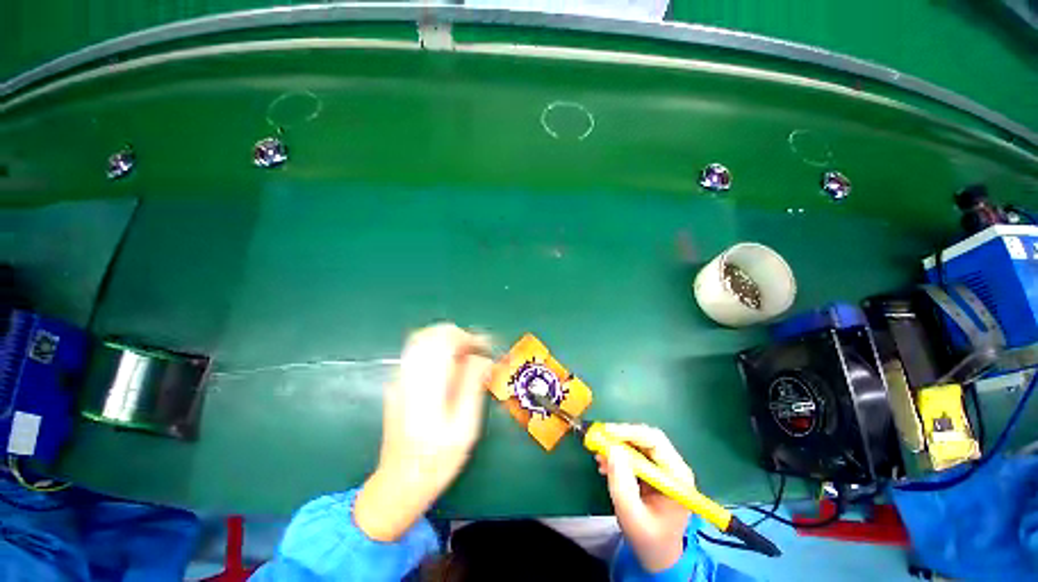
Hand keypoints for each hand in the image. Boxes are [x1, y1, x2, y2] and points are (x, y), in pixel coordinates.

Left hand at [354, 323, 491, 541]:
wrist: (400, 481)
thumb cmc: (438, 459)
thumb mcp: (465, 427)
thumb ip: (473, 386)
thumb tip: (484, 358)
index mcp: (428, 384)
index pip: (445, 340)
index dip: (469, 337)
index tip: (486, 347)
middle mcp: (409, 375)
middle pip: (432, 334)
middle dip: (459, 335)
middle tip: (477, 350)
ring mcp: (400, 378)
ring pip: (423, 340)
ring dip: (448, 340)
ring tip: (466, 355)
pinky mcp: (398, 383)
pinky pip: (418, 352)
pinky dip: (437, 349)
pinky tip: (450, 366)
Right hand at [596, 424, 694, 572]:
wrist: (658, 554)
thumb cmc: (648, 538)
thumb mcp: (631, 515)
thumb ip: (622, 484)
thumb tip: (612, 449)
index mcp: (677, 477)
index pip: (655, 441)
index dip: (630, 432)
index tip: (606, 433)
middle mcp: (674, 466)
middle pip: (647, 437)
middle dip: (622, 436)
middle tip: (600, 440)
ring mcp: (664, 467)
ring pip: (640, 442)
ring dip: (618, 445)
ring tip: (600, 455)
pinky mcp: (654, 469)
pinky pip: (635, 451)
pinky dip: (619, 453)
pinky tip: (605, 464)